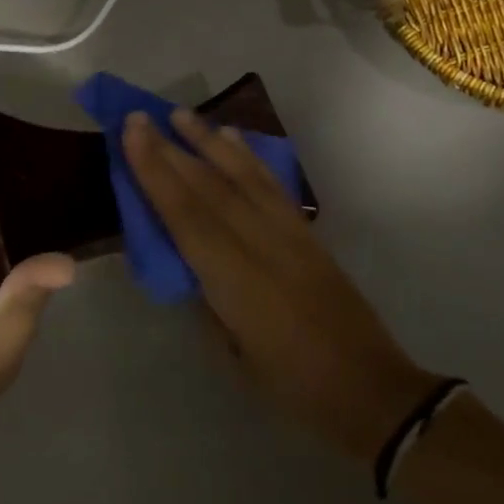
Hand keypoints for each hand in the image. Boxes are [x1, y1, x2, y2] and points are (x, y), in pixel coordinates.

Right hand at [122, 109, 437, 464]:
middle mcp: (262, 244)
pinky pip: (272, 185)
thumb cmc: (293, 386)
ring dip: (209, 141)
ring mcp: (290, 234)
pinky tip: (233, 139)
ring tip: (181, 115)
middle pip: (210, 187)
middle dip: (172, 150)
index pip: (186, 215)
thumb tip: (187, 262)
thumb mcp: (234, 355)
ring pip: (243, 175)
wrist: (370, 389)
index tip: (133, 134)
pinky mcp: (308, 232)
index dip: (156, 173)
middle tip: (142, 117)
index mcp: (236, 281)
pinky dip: (249, 157)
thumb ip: (207, 301)